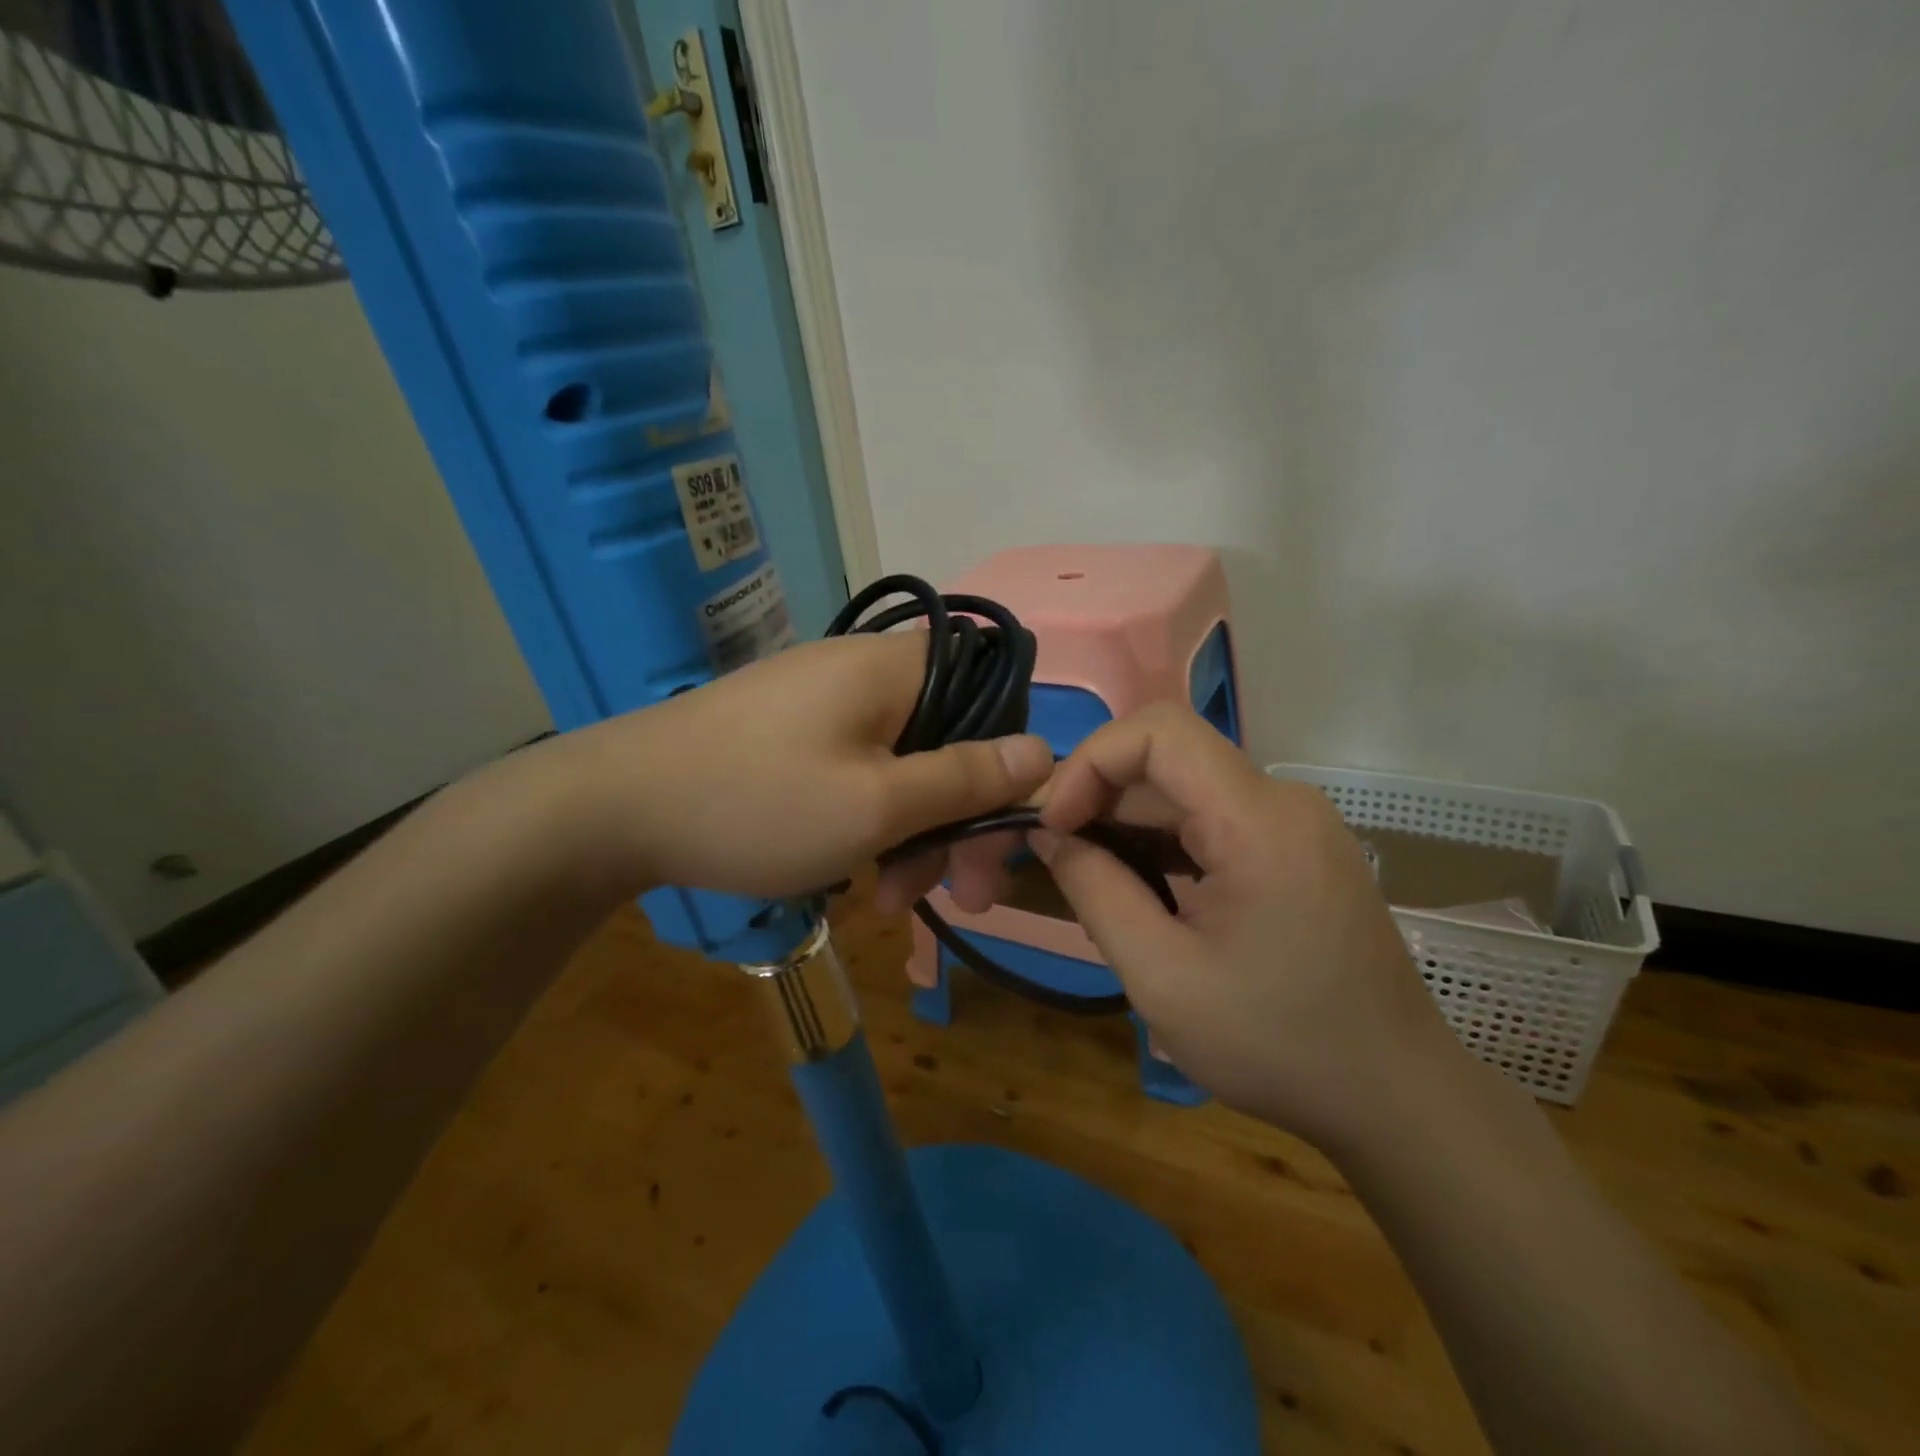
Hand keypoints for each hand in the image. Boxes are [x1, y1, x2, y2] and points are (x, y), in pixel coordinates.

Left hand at [529, 632, 1052, 902]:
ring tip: (887, 904)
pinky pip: (857, 772)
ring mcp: (822, 703)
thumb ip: (966, 779)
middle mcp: (865, 673)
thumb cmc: (758, 804)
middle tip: (957, 898)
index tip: (997, 833)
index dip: (1008, 761)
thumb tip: (1043, 752)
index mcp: (895, 669)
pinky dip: (868, 823)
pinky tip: (852, 875)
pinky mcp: (791, 733)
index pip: (993, 691)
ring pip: (902, 766)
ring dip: (911, 836)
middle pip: (948, 740)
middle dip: (957, 822)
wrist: (612, 808)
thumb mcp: (877, 804)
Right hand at [1032, 702, 1458, 1149]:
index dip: (1091, 761)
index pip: (1158, 732)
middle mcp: (1283, 801)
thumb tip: (1048, 833)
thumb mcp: (1161, 976)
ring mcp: (1296, 823)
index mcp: (1257, 821)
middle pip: (1169, 759)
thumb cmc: (1276, 1043)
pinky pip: (1215, 818)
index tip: (1054, 823)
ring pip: (1187, 789)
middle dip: (1100, 796)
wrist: (1394, 1096)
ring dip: (1129, 822)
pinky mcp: (1298, 848)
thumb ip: (1095, 891)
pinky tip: (1143, 888)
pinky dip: (1165, 841)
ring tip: (1091, 878)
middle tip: (1055, 854)